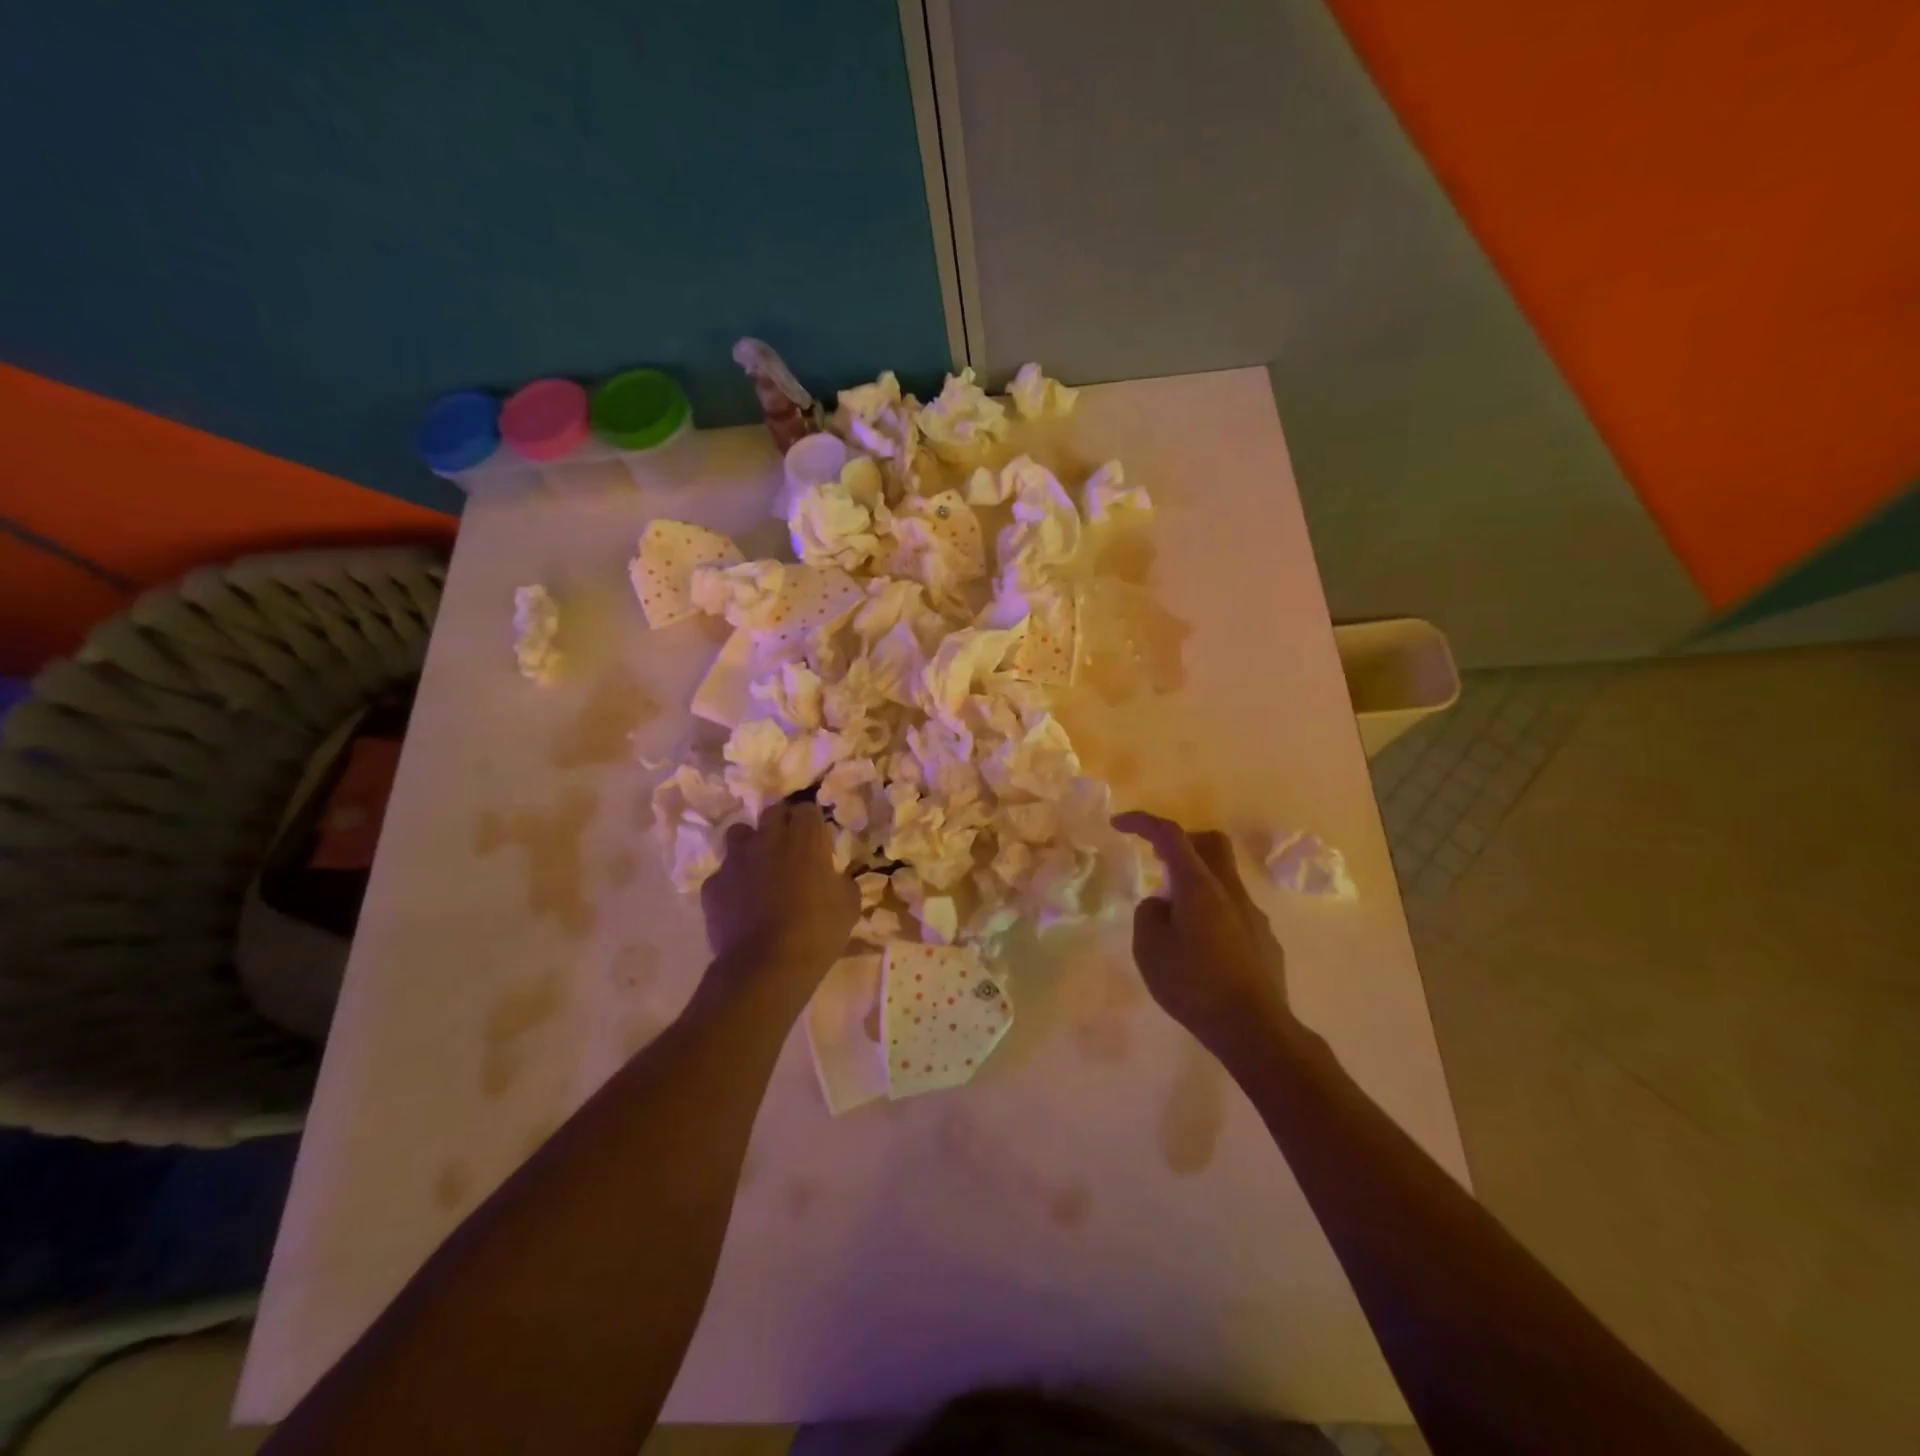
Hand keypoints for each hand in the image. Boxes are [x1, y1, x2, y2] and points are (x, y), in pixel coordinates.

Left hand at [701, 802, 858, 1005]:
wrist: (766, 966)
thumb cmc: (817, 932)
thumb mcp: (849, 906)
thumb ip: (841, 881)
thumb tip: (836, 877)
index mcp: (806, 838)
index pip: (807, 809)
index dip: (812, 823)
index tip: (817, 841)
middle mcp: (768, 838)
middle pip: (772, 813)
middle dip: (781, 825)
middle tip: (790, 850)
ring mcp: (735, 860)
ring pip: (739, 834)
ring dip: (750, 845)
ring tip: (759, 869)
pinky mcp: (713, 885)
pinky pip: (722, 874)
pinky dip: (731, 883)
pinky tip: (740, 904)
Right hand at [1112, 812, 1292, 1060]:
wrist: (1255, 1030)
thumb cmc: (1194, 986)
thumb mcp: (1149, 949)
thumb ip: (1148, 915)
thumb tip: (1162, 904)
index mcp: (1199, 886)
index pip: (1170, 835)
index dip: (1143, 822)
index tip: (1119, 823)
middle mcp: (1230, 891)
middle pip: (1210, 842)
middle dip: (1181, 841)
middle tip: (1157, 860)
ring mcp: (1253, 915)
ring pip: (1223, 878)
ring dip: (1196, 883)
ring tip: (1174, 920)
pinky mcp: (1264, 940)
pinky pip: (1234, 910)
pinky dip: (1212, 913)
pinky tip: (1202, 949)